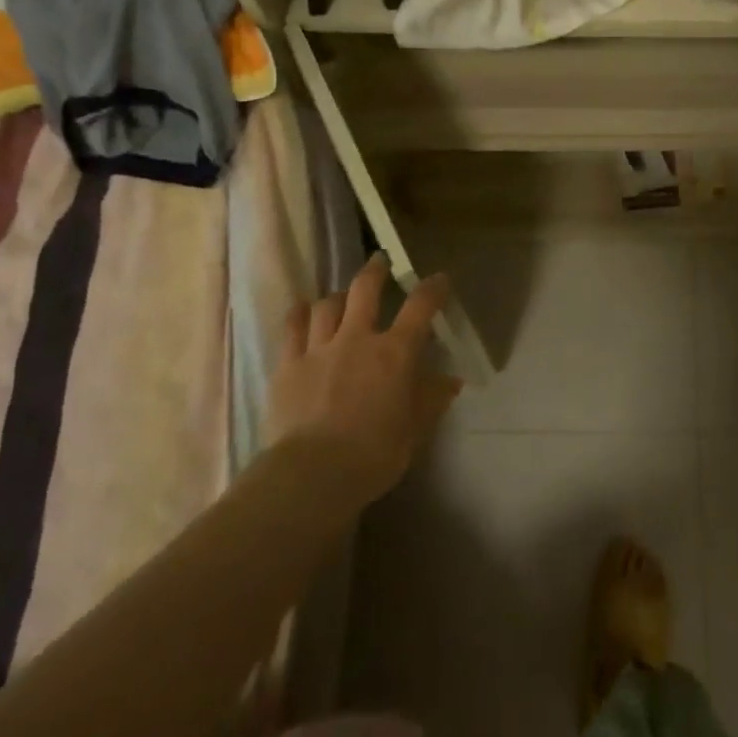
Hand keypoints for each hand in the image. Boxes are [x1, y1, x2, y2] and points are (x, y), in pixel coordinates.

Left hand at [270, 253, 459, 504]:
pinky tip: (302, 310)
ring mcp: (318, 349)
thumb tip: (450, 380)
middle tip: (380, 262)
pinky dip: (299, 314)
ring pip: (327, 305)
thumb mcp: (415, 429)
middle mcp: (357, 338)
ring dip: (338, 296)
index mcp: (395, 352)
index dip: (433, 288)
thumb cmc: (374, 453)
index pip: (420, 307)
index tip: (439, 279)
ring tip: (342, 296)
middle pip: (365, 289)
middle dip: (375, 271)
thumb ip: (432, 399)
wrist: (312, 474)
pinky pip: (292, 328)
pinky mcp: (287, 366)